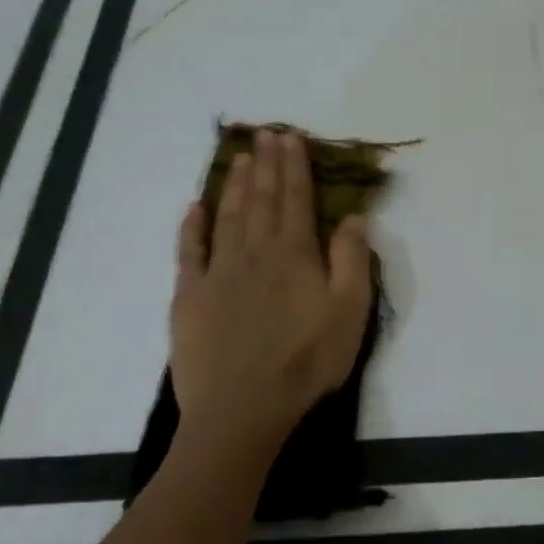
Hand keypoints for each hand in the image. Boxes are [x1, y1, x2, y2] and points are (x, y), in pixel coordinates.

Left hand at [170, 128, 373, 461]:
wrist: (243, 409)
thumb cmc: (307, 361)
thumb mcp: (350, 312)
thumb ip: (351, 260)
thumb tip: (353, 216)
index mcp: (294, 255)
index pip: (295, 199)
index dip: (294, 167)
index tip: (291, 138)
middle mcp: (254, 253)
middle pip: (260, 199)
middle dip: (265, 165)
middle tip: (266, 135)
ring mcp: (217, 273)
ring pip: (227, 217)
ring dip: (234, 185)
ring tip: (238, 157)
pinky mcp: (189, 297)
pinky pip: (189, 252)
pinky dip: (192, 226)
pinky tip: (194, 207)